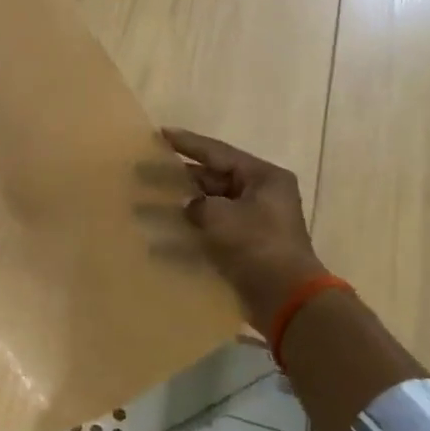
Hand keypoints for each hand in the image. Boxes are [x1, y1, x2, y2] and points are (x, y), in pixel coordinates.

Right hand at [163, 129, 328, 327]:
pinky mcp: (244, 247)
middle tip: (144, 170)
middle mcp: (260, 195)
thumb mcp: (221, 215)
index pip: (218, 153)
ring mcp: (252, 222)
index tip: (160, 134)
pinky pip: (209, 231)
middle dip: (178, 177)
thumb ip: (197, 205)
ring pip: (208, 206)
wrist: (285, 296)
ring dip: (179, 206)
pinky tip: (159, 240)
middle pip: (211, 179)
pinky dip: (187, 233)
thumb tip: (189, 209)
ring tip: (145, 204)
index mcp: (263, 178)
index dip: (187, 143)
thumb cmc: (257, 245)